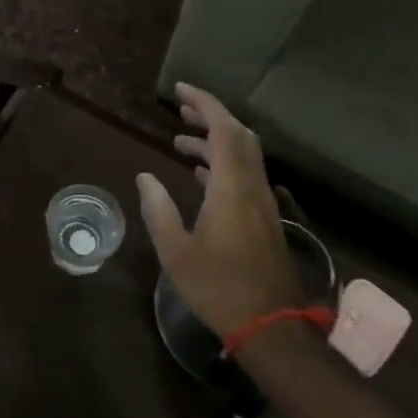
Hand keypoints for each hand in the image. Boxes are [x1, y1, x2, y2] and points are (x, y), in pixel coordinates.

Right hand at [136, 83, 302, 336]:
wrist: (272, 327)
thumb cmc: (219, 288)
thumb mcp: (176, 251)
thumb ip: (159, 209)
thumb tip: (145, 177)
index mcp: (231, 188)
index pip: (223, 130)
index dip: (204, 103)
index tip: (180, 90)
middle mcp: (252, 188)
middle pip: (239, 136)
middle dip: (211, 116)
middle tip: (180, 109)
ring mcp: (263, 204)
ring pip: (244, 156)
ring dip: (215, 141)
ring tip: (180, 142)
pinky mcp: (265, 220)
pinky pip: (245, 175)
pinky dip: (223, 163)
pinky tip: (200, 175)